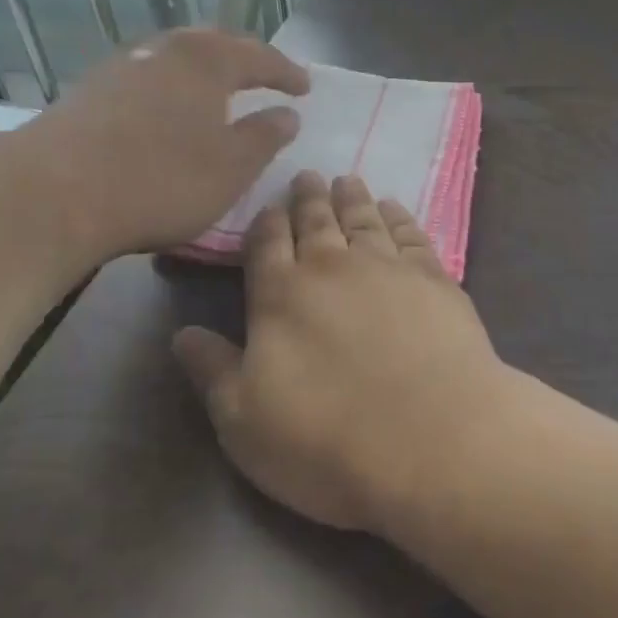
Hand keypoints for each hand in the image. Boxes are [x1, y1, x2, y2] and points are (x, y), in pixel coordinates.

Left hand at [16, 28, 308, 259]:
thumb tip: (288, 114)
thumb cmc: (162, 179)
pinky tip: (166, 112)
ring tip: (217, 92)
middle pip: (213, 44)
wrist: (53, 193)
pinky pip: (147, 79)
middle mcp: (164, 51)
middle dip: (243, 59)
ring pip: (175, 58)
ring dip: (203, 72)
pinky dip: (170, 89)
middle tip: (263, 76)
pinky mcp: (89, 92)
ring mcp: (121, 67)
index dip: (286, 72)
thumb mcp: (232, 167)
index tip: (305, 87)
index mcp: (207, 61)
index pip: (259, 56)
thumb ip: (265, 136)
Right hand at [173, 172, 513, 532]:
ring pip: (364, 219)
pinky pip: (411, 234)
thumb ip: (213, 371)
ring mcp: (388, 268)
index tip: (268, 205)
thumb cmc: (326, 441)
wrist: (432, 441)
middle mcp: (333, 268)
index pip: (266, 245)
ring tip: (347, 179)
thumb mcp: (244, 422)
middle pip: (316, 222)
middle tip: (307, 175)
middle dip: (308, 198)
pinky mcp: (435, 280)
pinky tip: (395, 209)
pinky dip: (400, 217)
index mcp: (280, 296)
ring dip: (352, 198)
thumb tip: (182, 334)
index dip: (265, 223)